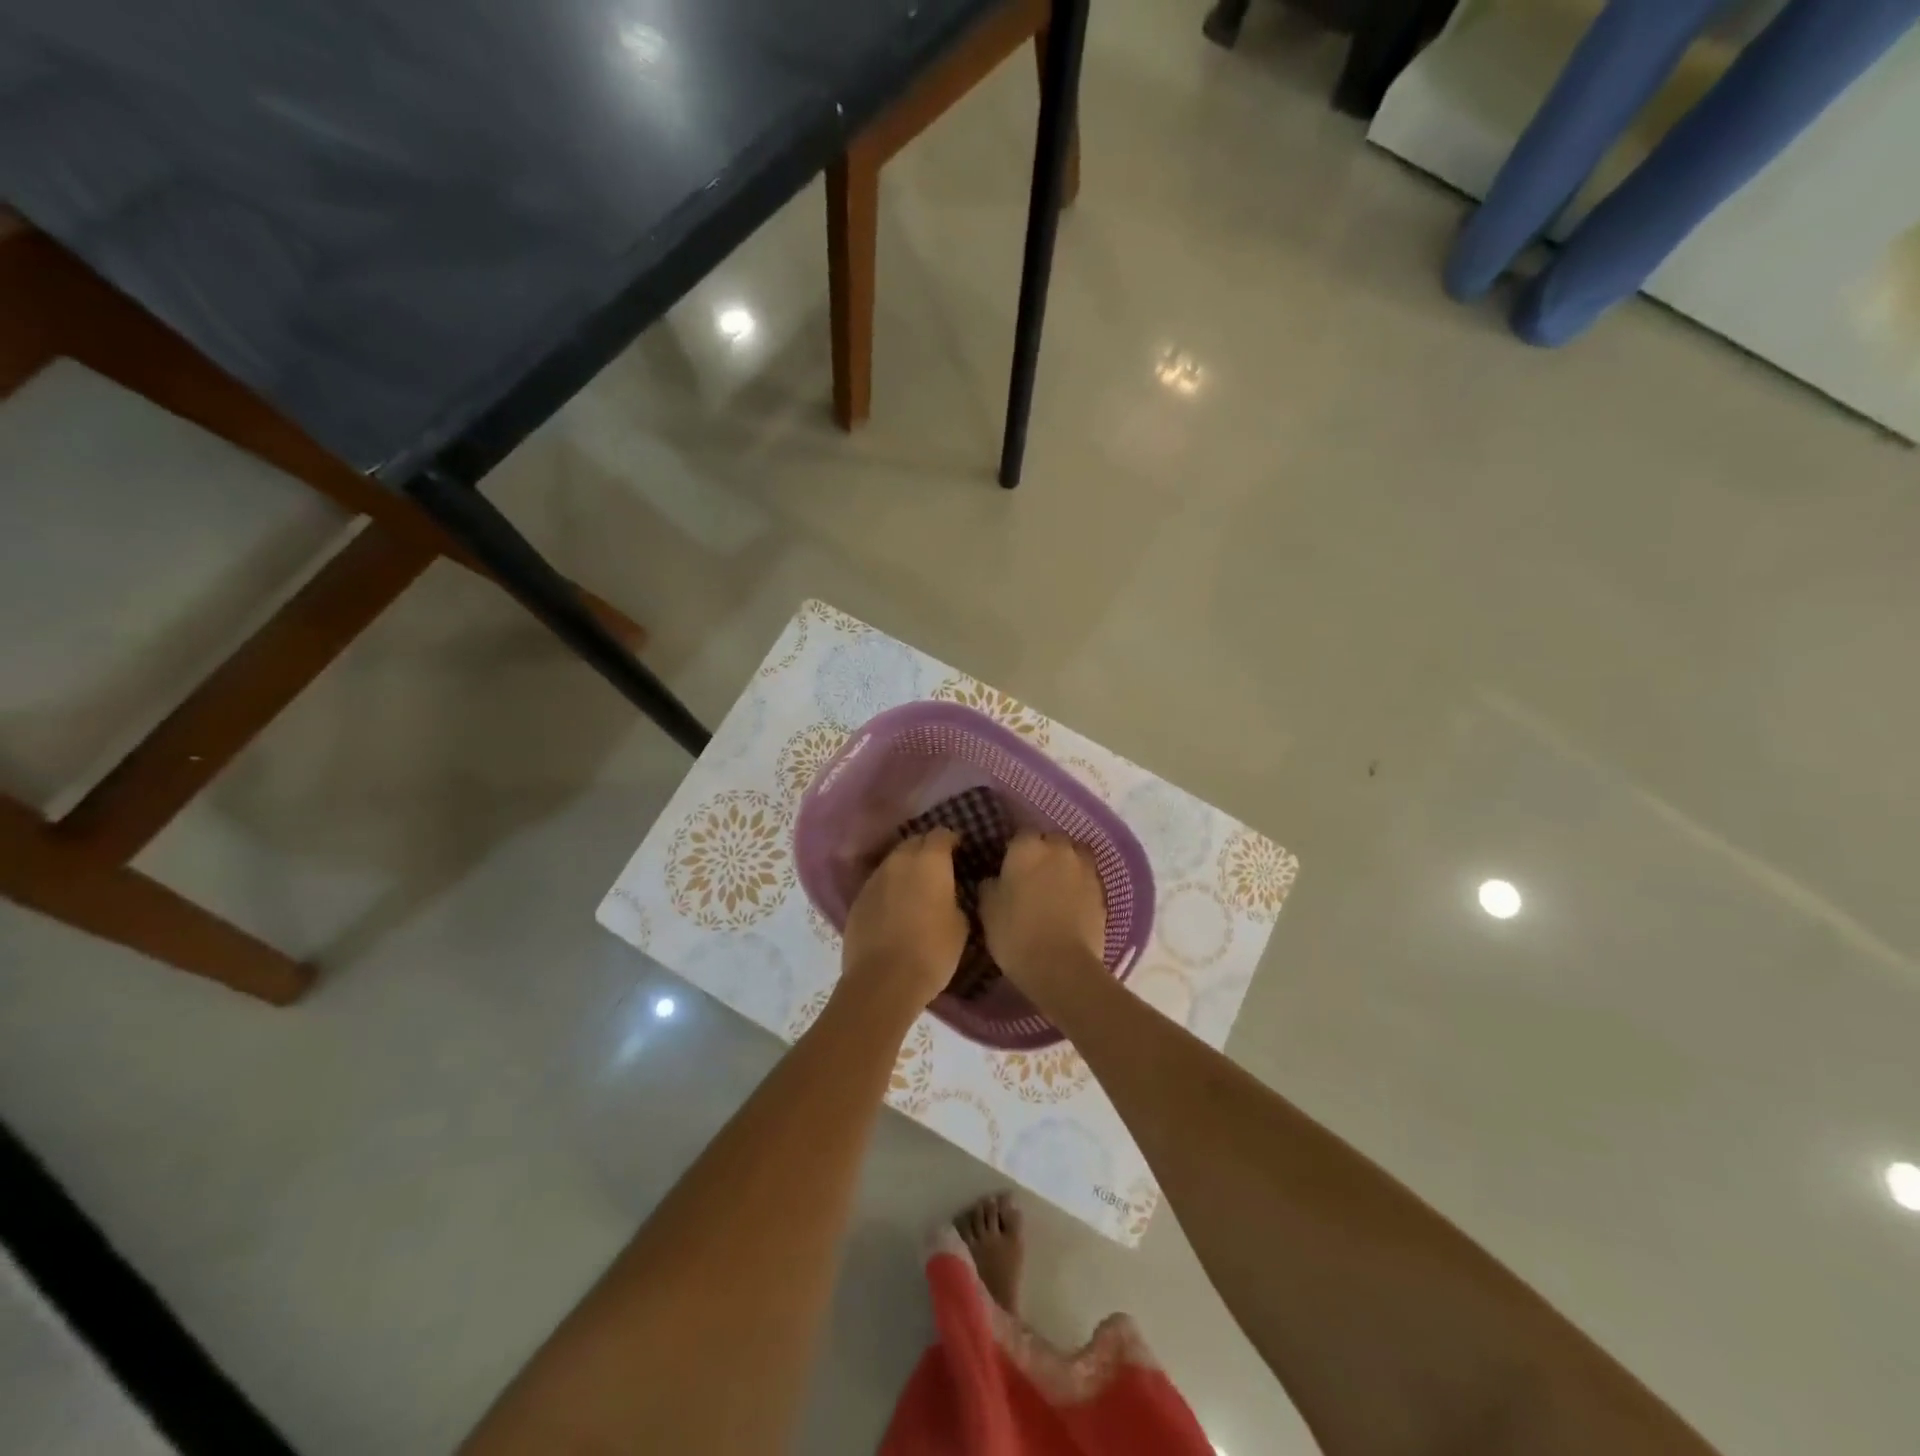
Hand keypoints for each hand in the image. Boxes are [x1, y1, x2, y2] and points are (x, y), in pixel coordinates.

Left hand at [837, 830, 968, 1017]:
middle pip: (914, 842)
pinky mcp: (857, 900)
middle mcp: (899, 861)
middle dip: (926, 850)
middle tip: (938, 869)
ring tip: (915, 889)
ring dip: (905, 869)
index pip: (941, 834)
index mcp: (930, 861)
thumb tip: (948, 895)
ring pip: (893, 862)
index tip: (959, 851)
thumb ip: (954, 899)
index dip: (951, 840)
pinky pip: (878, 885)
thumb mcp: (960, 925)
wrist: (883, 981)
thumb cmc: (932, 951)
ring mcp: (874, 879)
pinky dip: (888, 889)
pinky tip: (894, 908)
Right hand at [978, 833, 1107, 998]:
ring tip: (1057, 886)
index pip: (1021, 834)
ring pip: (1075, 855)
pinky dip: (1080, 885)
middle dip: (1044, 852)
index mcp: (1027, 847)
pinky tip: (1072, 903)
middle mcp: (1059, 849)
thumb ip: (990, 885)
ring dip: (1066, 864)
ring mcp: (1084, 868)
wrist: (1061, 966)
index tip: (1010, 866)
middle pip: (1052, 840)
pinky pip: (1088, 878)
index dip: (1016, 849)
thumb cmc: (1015, 934)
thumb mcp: (987, 909)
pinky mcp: (1102, 890)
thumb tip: (995, 878)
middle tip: (1033, 875)